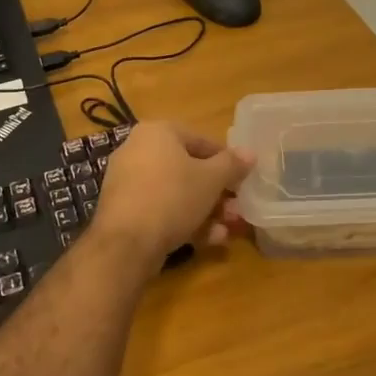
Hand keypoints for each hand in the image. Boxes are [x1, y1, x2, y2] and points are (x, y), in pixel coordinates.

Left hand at [91, 123, 253, 264]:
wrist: (126, 243)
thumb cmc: (173, 197)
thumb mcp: (211, 179)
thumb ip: (232, 164)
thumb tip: (250, 153)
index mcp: (157, 132)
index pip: (201, 141)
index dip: (227, 162)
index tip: (243, 181)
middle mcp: (138, 150)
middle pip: (188, 169)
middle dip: (217, 193)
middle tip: (236, 210)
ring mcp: (128, 181)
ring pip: (176, 192)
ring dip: (205, 211)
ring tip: (226, 231)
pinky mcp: (124, 210)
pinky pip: (161, 209)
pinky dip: (183, 221)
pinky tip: (207, 241)